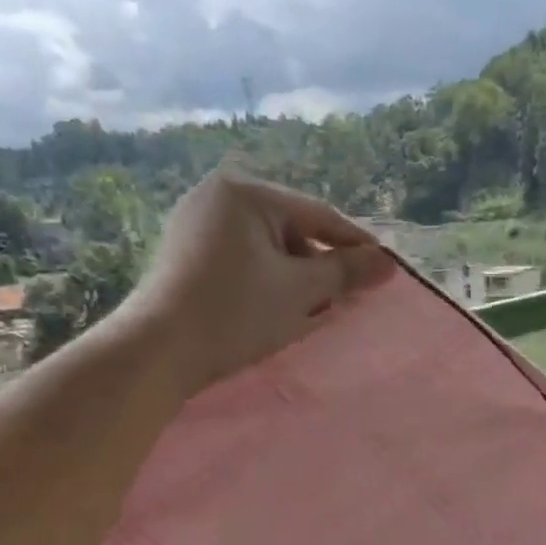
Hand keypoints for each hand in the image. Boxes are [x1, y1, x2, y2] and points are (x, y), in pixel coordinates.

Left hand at [123, 169, 394, 391]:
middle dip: (321, 263)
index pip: (318, 215)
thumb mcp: (300, 291)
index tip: (386, 268)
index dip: (356, 244)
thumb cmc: (235, 313)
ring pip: (266, 246)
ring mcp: (194, 222)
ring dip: (295, 275)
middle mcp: (216, 195)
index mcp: (245, 192)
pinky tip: (276, 306)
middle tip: (347, 295)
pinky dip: (266, 278)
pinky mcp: (184, 252)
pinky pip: (242, 258)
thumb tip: (388, 262)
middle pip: (291, 229)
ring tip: (314, 307)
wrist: (157, 352)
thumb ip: (346, 272)